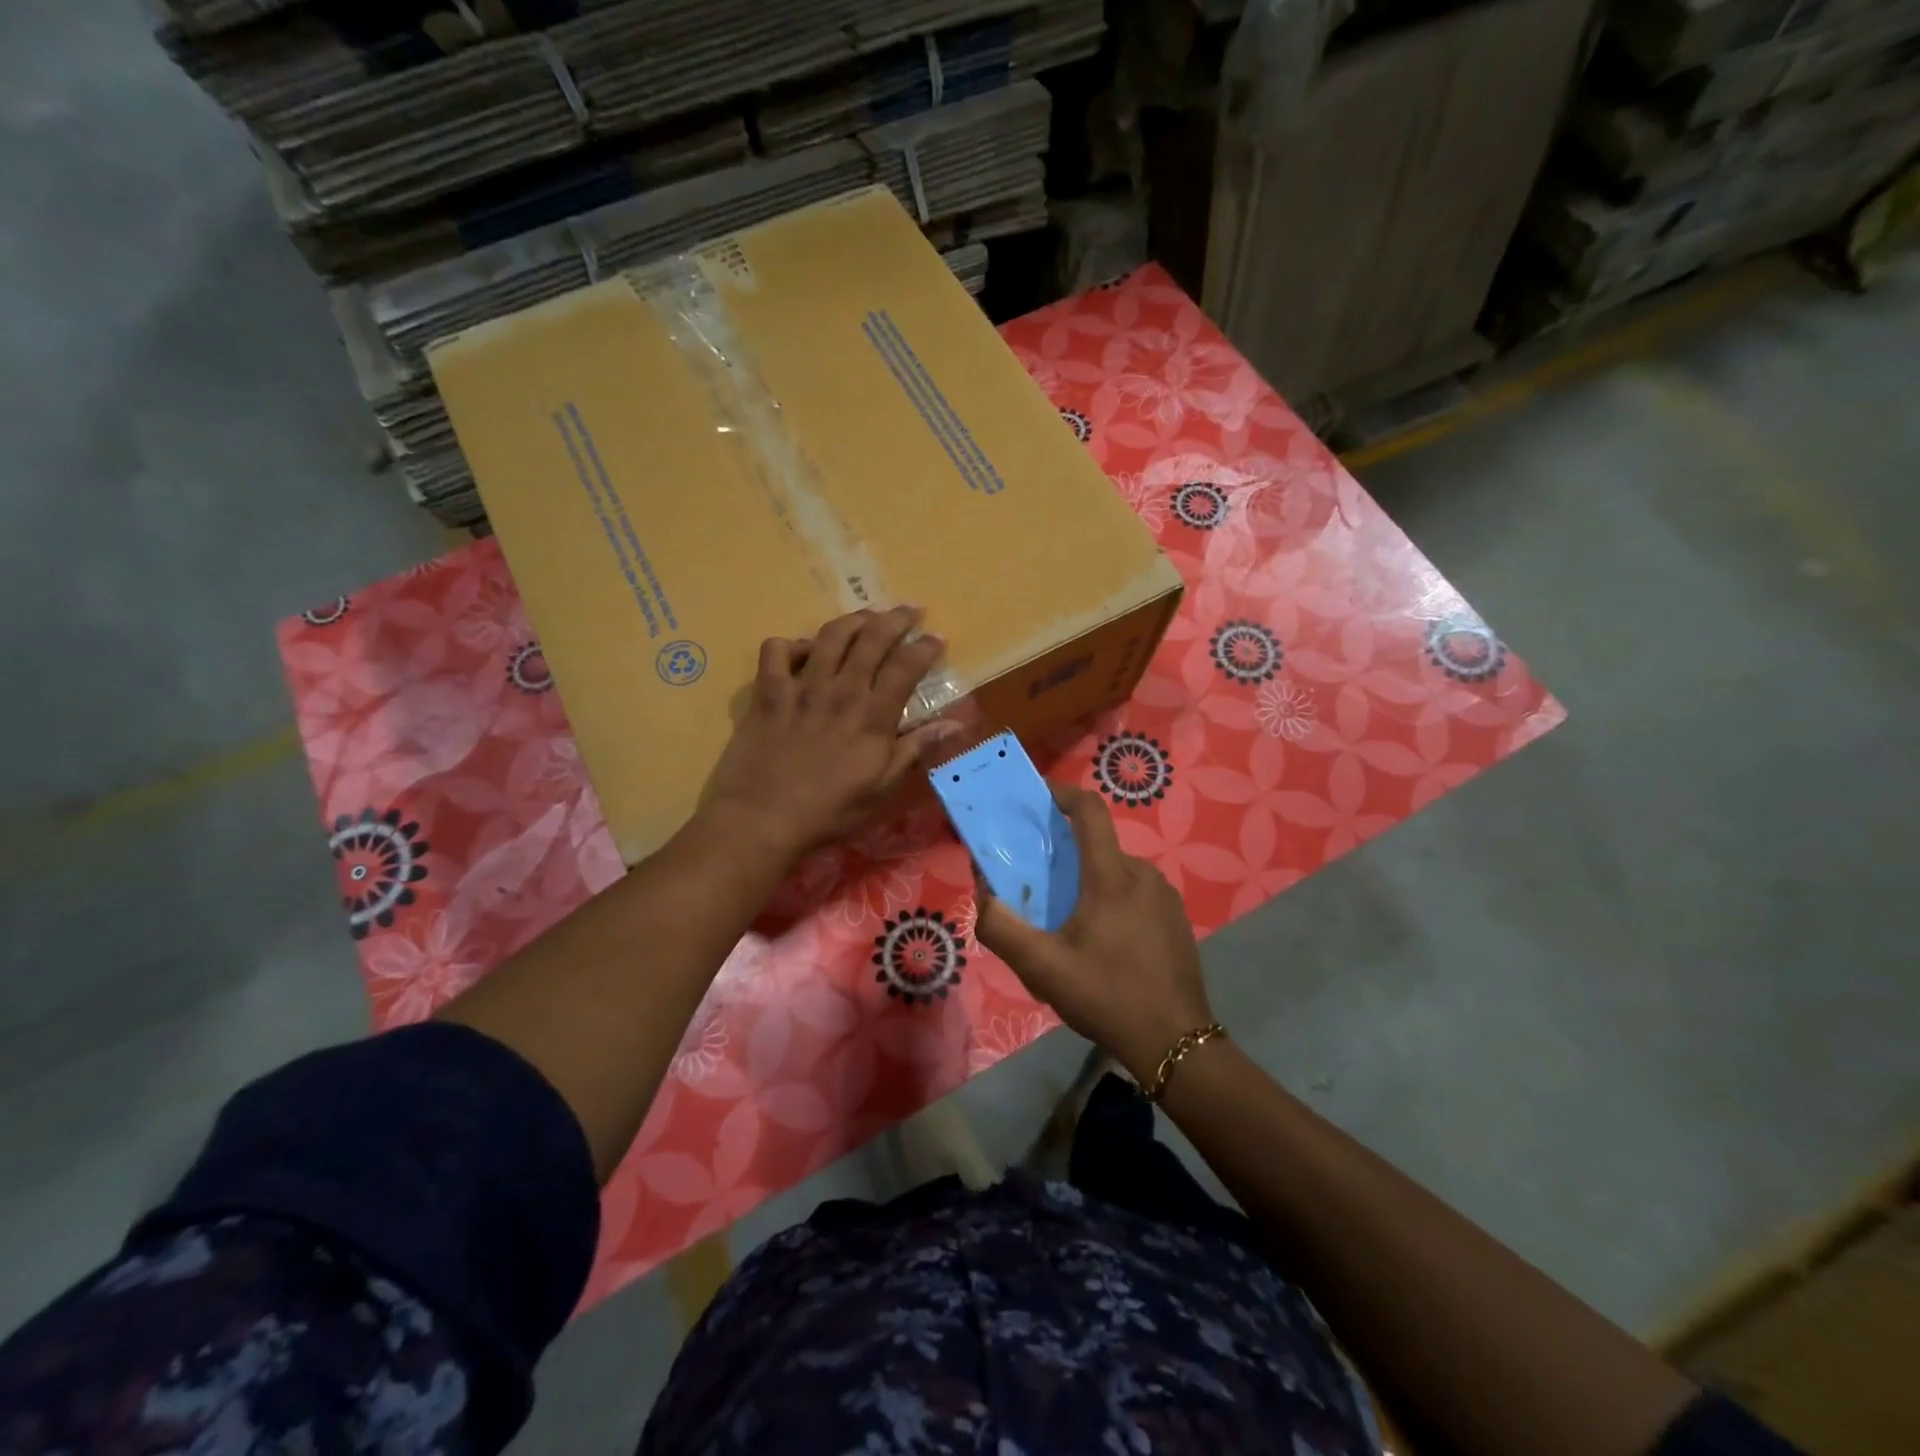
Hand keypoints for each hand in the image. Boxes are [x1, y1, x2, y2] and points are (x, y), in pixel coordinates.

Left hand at [703, 605, 960, 858]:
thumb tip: (955, 724)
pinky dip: (792, 644)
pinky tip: (802, 653)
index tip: (936, 638)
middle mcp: (840, 690)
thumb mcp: (882, 789)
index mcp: (872, 716)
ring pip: (830, 635)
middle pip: (872, 638)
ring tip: (865, 619)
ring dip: (852, 620)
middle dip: (896, 618)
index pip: (906, 666)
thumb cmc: (829, 811)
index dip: (925, 647)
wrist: (762, 820)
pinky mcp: (768, 693)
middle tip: (909, 611)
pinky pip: (777, 650)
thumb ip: (916, 750)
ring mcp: (801, 687)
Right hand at [975, 785, 1214, 1083]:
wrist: (1176, 1043)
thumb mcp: (1042, 969)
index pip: (1090, 812)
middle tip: (1040, 883)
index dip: (1064, 793)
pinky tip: (1102, 944)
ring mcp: (1165, 897)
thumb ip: (1002, 929)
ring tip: (1068, 922)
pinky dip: (1113, 902)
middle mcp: (1143, 875)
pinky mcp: (1177, 920)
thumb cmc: (1107, 997)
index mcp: (1112, 877)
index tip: (1040, 795)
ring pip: (1117, 873)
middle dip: (1066, 855)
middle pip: (1099, 847)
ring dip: (1089, 883)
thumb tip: (984, 896)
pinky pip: (1136, 895)